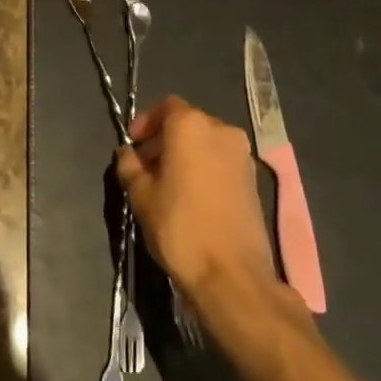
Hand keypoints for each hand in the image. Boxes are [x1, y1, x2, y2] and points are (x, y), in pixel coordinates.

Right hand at [117, 96, 277, 303]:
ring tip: (166, 183)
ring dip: (184, 154)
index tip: (133, 144)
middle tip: (145, 166)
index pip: (166, 106)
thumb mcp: (141, 195)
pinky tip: (190, 196)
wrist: (232, 274)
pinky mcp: (253, 179)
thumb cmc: (180, 226)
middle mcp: (221, 130)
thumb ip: (130, 166)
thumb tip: (127, 153)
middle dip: (164, 139)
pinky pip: (221, 161)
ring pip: (206, 142)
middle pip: (187, 123)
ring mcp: (242, 155)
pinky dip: (203, 167)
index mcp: (191, 125)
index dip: (146, 122)